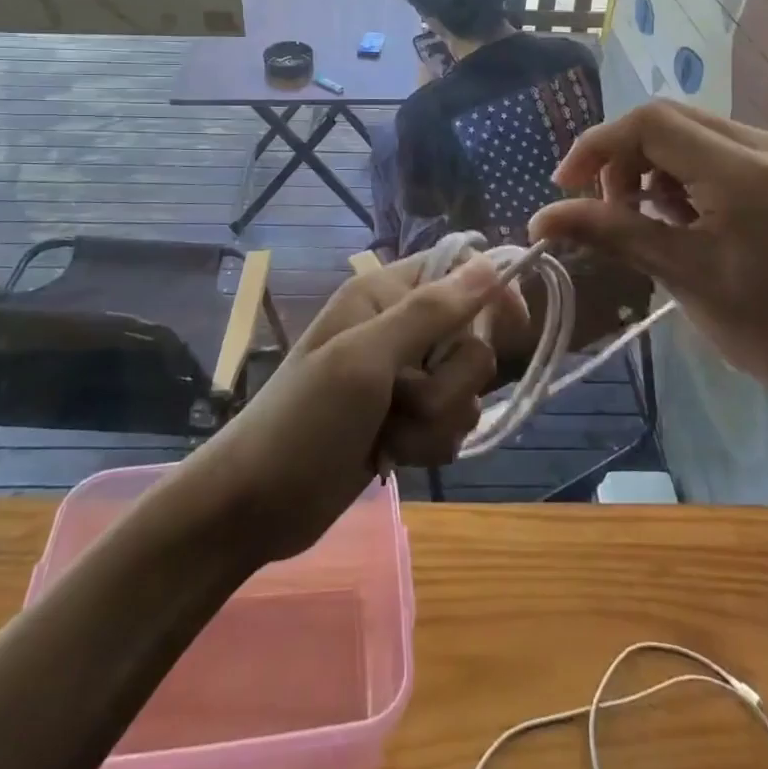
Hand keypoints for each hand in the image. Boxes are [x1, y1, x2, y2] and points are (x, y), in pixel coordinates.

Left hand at [197, 255, 522, 565]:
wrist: (256, 504)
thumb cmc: (304, 420)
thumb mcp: (365, 360)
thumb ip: (430, 312)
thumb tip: (491, 264)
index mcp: (384, 295)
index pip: (459, 270)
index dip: (491, 294)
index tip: (511, 327)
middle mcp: (398, 329)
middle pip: (471, 341)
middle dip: (448, 383)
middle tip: (404, 398)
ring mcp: (402, 379)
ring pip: (465, 390)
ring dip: (435, 420)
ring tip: (389, 435)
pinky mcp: (405, 421)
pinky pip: (450, 424)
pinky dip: (428, 444)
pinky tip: (391, 456)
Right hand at [530, 101, 767, 425]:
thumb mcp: (682, 276)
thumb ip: (611, 233)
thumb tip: (539, 221)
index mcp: (744, 170)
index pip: (651, 123)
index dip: (597, 146)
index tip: (566, 188)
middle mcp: (766, 145)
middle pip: (668, 119)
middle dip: (621, 156)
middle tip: (603, 207)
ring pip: (689, 132)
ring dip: (649, 165)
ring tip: (640, 218)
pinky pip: (714, 151)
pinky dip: (680, 174)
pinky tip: (677, 216)